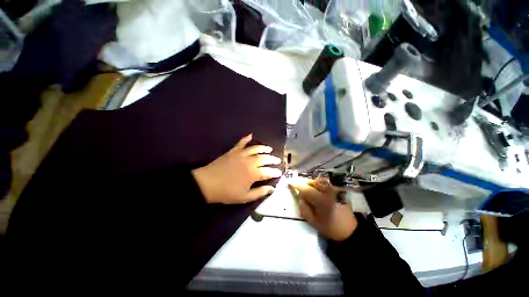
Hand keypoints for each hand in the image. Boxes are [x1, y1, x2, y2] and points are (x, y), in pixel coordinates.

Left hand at [192, 134, 282, 203]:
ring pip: (256, 149)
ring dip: (264, 148)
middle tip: (278, 160)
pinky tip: (250, 135)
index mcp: (253, 174)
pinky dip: (246, 139)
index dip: (275, 172)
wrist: (207, 184)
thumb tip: (272, 188)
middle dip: (273, 159)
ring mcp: (241, 154)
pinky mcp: (233, 151)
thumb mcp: (245, 197)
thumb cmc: (227, 192)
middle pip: (265, 158)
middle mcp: (250, 162)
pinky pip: (241, 143)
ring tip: (269, 149)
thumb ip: (260, 192)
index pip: (269, 171)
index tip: (280, 172)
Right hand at [288, 177, 357, 240]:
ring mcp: (335, 190)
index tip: (290, 183)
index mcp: (321, 201)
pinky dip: (320, 185)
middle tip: (303, 191)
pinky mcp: (338, 191)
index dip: (297, 185)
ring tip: (311, 192)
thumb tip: (300, 198)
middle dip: (306, 184)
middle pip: (314, 182)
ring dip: (313, 184)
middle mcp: (328, 192)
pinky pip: (326, 184)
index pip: (306, 189)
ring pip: (320, 181)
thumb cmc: (330, 227)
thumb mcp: (313, 222)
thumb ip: (304, 209)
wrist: (349, 230)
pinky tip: (320, 193)